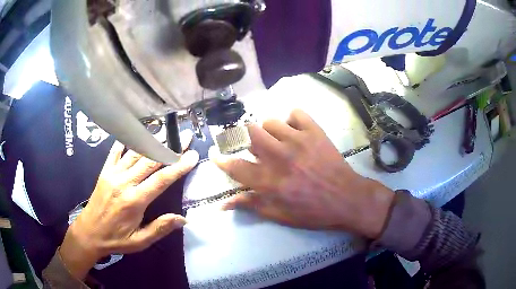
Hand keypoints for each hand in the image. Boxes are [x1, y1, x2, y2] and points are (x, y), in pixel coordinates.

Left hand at [60, 139, 198, 279]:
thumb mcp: (139, 241)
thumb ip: (160, 228)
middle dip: (170, 148)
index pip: (161, 180)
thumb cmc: (115, 239)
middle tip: (184, 136)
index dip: (178, 166)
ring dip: (152, 140)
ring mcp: (113, 174)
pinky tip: (134, 131)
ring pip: (135, 152)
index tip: (192, 155)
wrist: (89, 233)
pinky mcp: (105, 171)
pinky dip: (126, 141)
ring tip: (166, 129)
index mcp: (134, 201)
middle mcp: (124, 183)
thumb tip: (183, 219)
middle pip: (150, 161)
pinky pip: (115, 151)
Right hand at [210, 109, 394, 238]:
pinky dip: (292, 120)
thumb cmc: (313, 211)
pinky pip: (296, 113)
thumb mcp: (280, 215)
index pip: (235, 166)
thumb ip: (252, 205)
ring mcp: (297, 140)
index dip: (220, 159)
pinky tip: (296, 131)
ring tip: (277, 141)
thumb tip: (224, 204)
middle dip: (246, 138)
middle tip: (255, 147)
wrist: (346, 198)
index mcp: (268, 180)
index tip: (215, 154)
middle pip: (249, 133)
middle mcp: (278, 156)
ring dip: (268, 131)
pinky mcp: (314, 131)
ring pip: (270, 121)